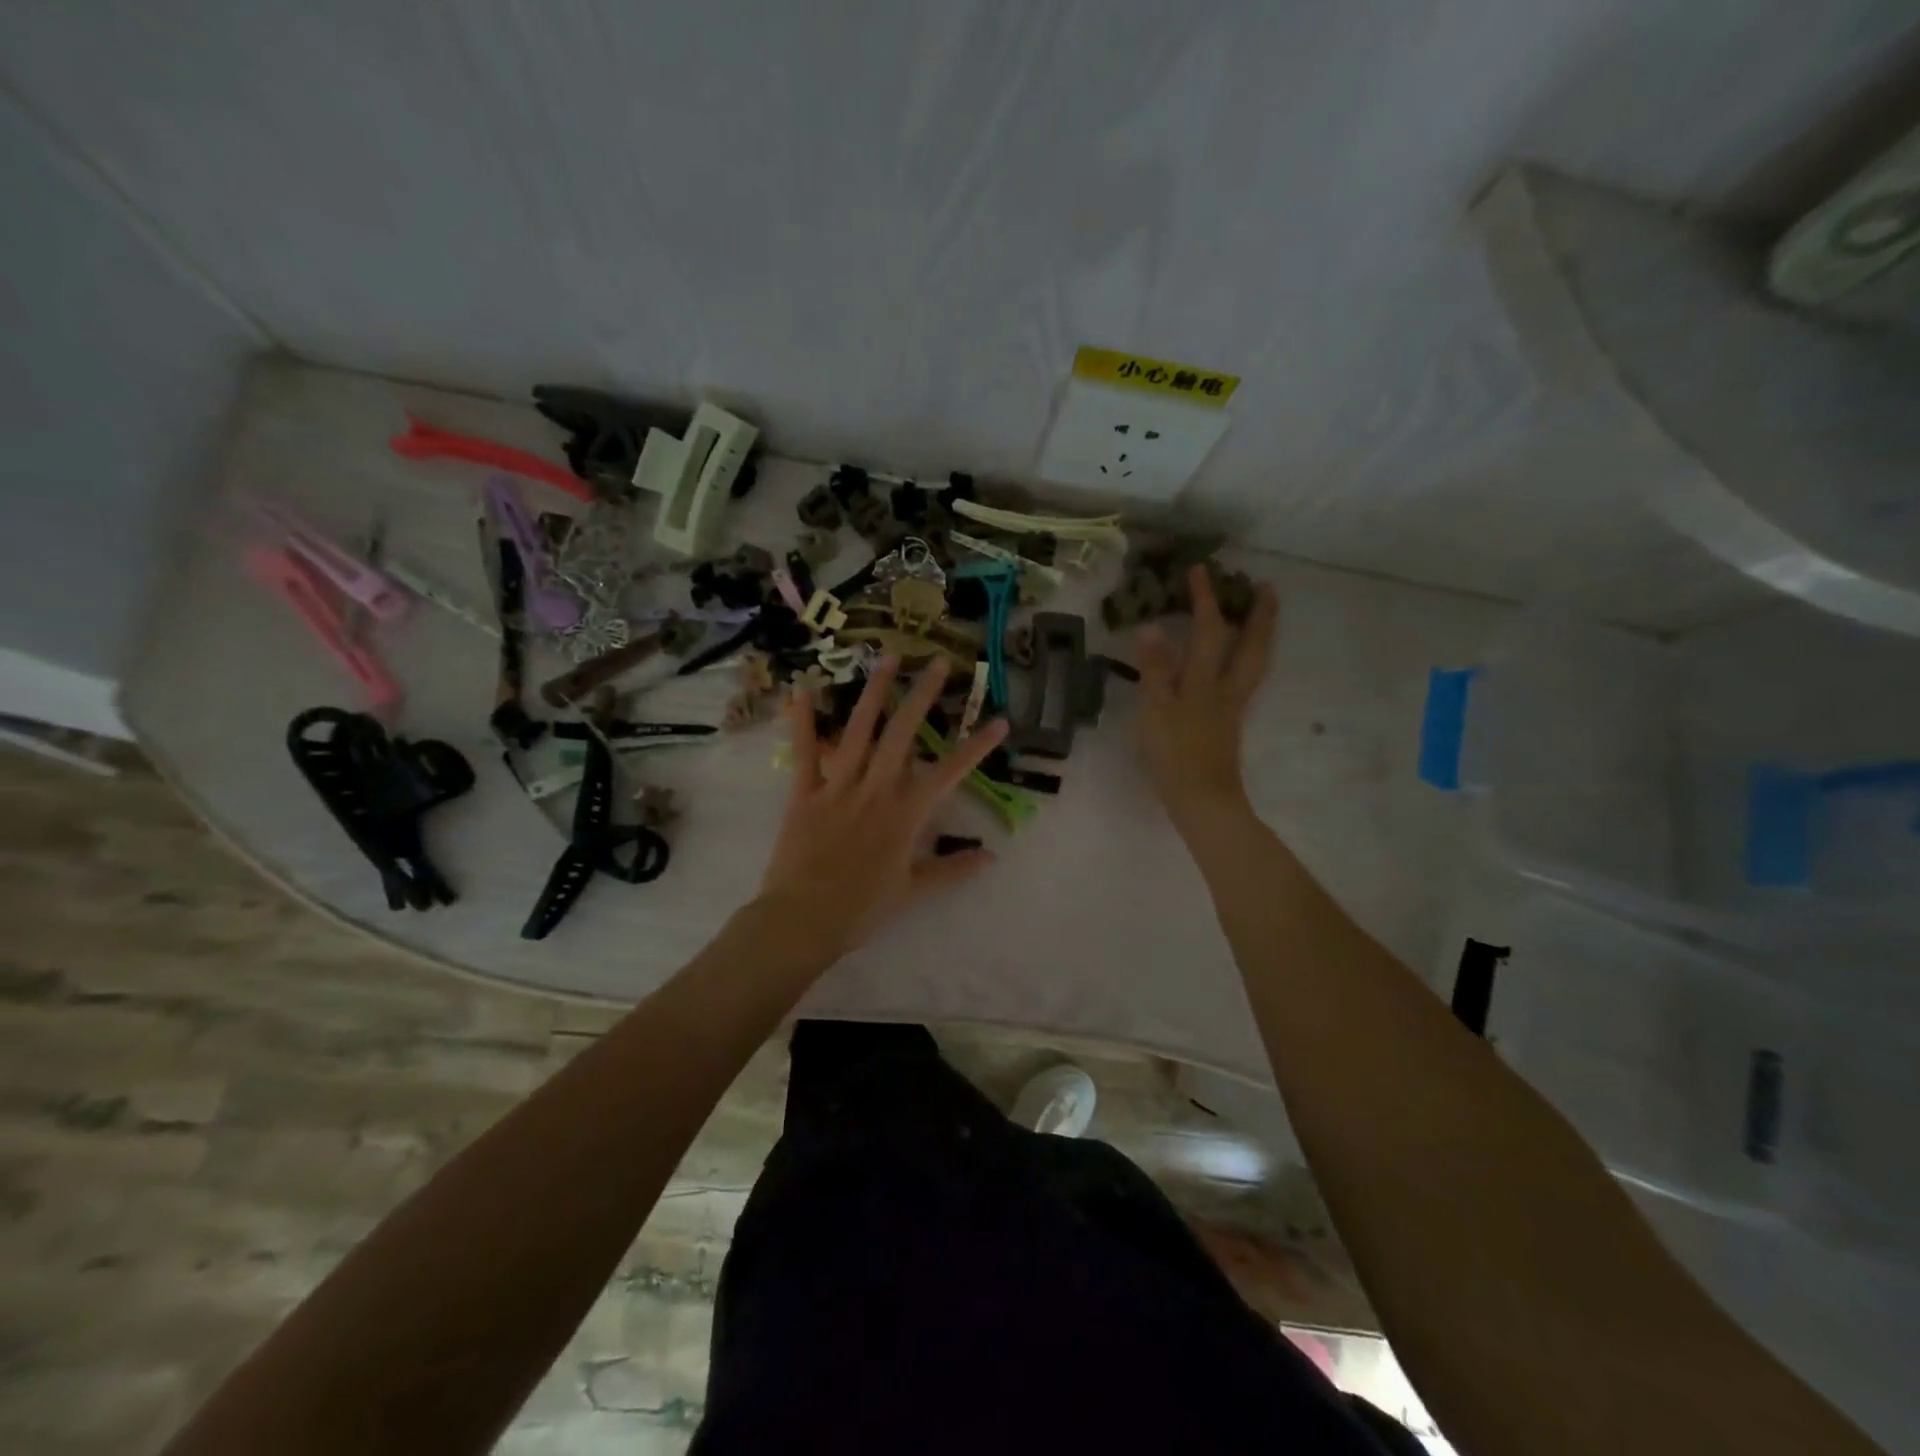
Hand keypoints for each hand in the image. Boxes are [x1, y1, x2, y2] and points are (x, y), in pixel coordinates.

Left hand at [756, 656, 1008, 959]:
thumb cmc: (861, 909)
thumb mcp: (913, 891)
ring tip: (887, 659)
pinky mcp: (804, 793)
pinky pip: (805, 752)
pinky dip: (803, 721)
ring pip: (859, 731)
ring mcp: (837, 787)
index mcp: (904, 814)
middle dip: (923, 696)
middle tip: (937, 662)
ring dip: (874, 692)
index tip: (999, 720)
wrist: (802, 920)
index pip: (949, 772)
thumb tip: (990, 857)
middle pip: (903, 734)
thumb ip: (952, 869)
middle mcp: (875, 790)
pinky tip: (803, 689)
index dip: (976, 746)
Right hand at [1134, 565, 1277, 827]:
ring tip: (1261, 617)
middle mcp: (1226, 689)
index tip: (1201, 569)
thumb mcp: (1156, 710)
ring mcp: (1232, 707)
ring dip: (1260, 635)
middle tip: (1264, 587)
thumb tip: (1150, 625)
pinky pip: (1246, 679)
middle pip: (1250, 645)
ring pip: (1254, 663)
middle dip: (1258, 614)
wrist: (1202, 800)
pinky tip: (1239, 663)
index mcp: (1205, 682)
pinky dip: (1249, 660)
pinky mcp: (1229, 723)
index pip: (1208, 631)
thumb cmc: (1175, 756)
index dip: (1204, 600)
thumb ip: (1154, 669)